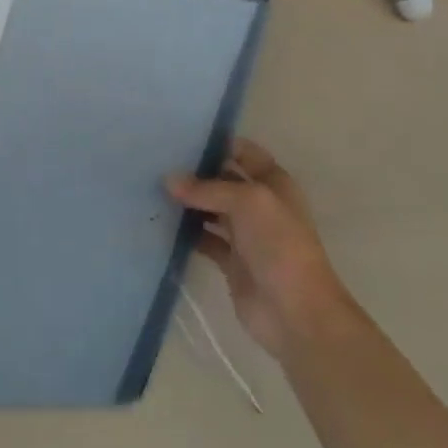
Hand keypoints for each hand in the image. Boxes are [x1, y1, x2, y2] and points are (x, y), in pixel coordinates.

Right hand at [170, 139, 354, 364]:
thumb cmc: (279, 245)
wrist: (295, 312)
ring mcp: (245, 234)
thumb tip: (169, 180)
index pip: (244, 152)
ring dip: (188, 202)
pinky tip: (162, 223)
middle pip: (223, 179)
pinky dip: (186, 233)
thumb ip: (207, 188)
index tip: (181, 135)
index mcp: (273, 183)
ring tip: (152, 188)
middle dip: (195, 172)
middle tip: (156, 161)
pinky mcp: (231, 262)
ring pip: (211, 209)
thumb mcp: (247, 202)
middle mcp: (259, 205)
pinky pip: (204, 239)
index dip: (218, 143)